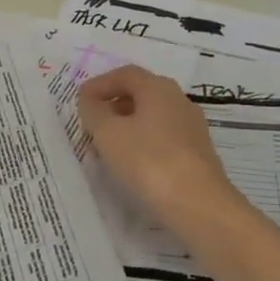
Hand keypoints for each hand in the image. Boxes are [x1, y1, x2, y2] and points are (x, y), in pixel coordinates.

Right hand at [76, 65, 251, 241]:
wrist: (199, 206)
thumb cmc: (148, 162)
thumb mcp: (109, 134)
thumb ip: (94, 111)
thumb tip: (90, 100)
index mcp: (158, 88)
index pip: (125, 74)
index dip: (100, 84)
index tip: (80, 100)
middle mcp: (179, 100)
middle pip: (141, 93)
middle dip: (114, 103)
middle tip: (92, 121)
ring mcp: (192, 127)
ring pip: (153, 116)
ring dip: (128, 124)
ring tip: (107, 145)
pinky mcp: (197, 153)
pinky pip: (163, 137)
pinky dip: (143, 142)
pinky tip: (132, 162)